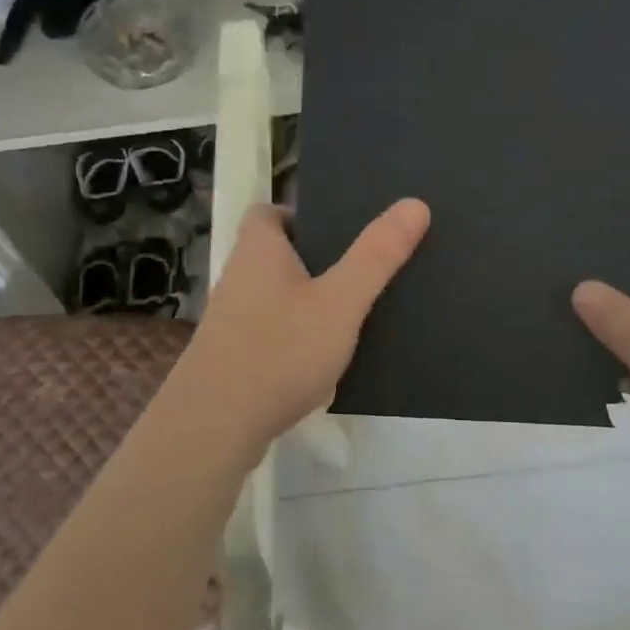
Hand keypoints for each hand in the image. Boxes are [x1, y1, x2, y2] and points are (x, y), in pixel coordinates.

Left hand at [182, 199, 429, 445]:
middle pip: (277, 255)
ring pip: (276, 298)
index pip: (268, 212)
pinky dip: (297, 339)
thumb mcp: (340, 301)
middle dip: (315, 261)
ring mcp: (231, 321)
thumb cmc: (279, 350)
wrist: (214, 426)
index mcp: (258, 250)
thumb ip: (376, 255)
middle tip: (360, 271)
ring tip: (354, 315)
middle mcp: (238, 278)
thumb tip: (414, 203)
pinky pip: (272, 334)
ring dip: (308, 303)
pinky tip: (327, 361)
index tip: (339, 231)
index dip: (300, 215)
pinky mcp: (233, 358)